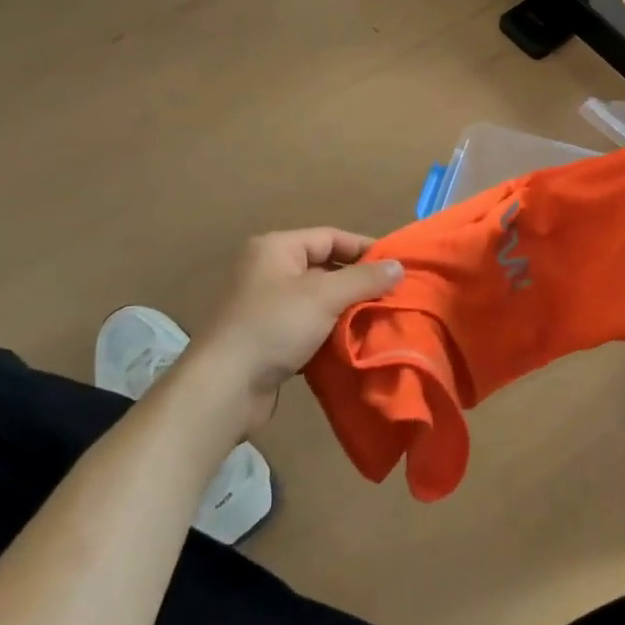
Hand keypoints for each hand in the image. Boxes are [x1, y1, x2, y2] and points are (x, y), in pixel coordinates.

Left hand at [183, 229, 402, 435]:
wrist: (225, 387)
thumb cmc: (274, 327)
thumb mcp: (325, 296)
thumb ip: (365, 279)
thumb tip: (399, 266)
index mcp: (277, 249)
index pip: (331, 237)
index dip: (365, 248)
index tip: (397, 266)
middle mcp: (269, 271)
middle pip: (326, 268)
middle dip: (359, 282)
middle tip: (394, 295)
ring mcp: (267, 306)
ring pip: (319, 300)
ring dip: (347, 310)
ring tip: (381, 319)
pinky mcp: (269, 338)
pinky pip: (309, 326)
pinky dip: (331, 333)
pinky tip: (355, 343)